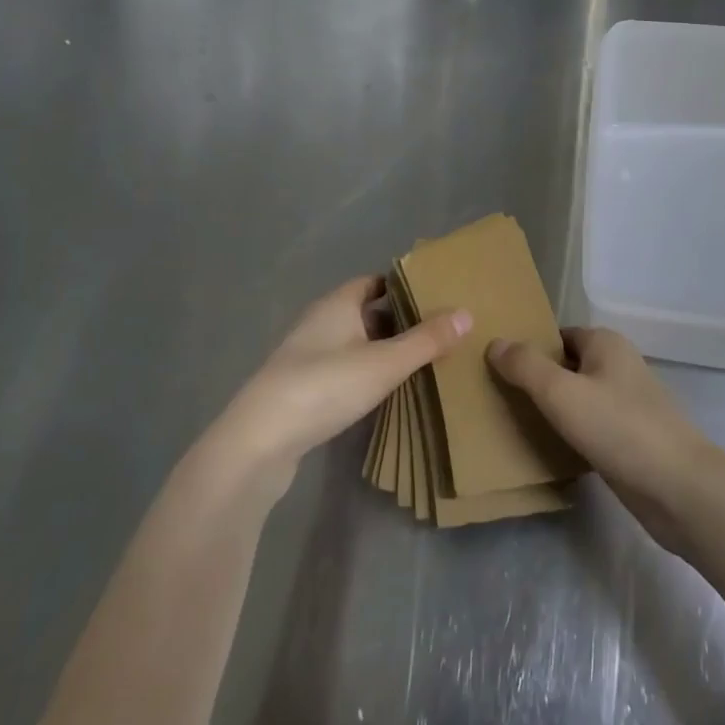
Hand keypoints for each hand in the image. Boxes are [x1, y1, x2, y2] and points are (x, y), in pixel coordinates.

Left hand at [206, 277, 468, 491]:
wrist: (258, 442)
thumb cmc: (324, 386)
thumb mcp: (384, 363)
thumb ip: (426, 340)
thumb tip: (467, 313)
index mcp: (337, 304)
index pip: (374, 282)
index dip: (403, 285)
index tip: (435, 293)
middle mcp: (320, 322)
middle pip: (365, 311)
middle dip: (399, 318)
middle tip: (439, 327)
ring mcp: (307, 357)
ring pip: (354, 342)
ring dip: (382, 348)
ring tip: (422, 358)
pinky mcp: (301, 389)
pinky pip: (343, 368)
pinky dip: (366, 371)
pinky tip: (385, 389)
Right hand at [487, 328, 724, 552]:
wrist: (678, 487)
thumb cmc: (618, 428)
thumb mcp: (562, 393)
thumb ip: (526, 366)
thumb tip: (495, 342)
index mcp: (606, 343)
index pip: (557, 336)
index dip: (529, 349)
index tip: (495, 368)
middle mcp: (618, 366)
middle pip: (567, 366)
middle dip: (536, 381)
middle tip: (497, 398)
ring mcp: (627, 403)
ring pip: (578, 399)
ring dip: (552, 410)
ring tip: (513, 424)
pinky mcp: (630, 438)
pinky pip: (590, 427)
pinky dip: (569, 434)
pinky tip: (547, 451)